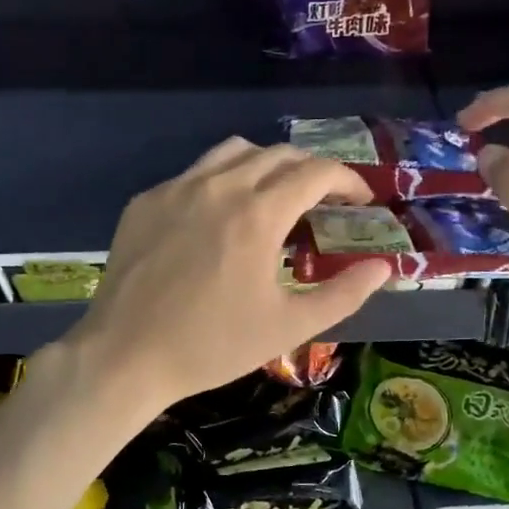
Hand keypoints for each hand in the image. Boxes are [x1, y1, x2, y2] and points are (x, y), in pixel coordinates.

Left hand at [66, 139, 391, 408]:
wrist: (125, 356)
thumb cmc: (212, 345)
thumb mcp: (289, 326)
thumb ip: (344, 294)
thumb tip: (382, 268)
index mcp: (258, 213)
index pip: (316, 172)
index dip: (348, 180)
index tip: (362, 199)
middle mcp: (219, 186)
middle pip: (279, 154)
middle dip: (312, 171)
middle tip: (326, 201)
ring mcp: (177, 188)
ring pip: (234, 152)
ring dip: (267, 165)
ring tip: (276, 196)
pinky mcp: (146, 201)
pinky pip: (195, 173)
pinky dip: (222, 181)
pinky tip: (221, 218)